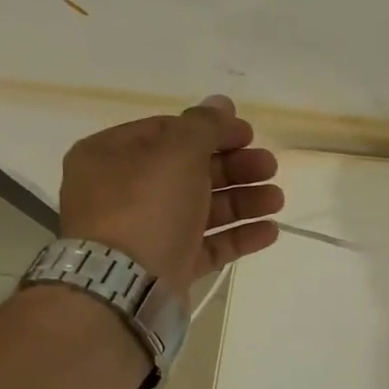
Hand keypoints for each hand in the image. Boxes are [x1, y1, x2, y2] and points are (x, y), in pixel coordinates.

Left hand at [58, 96, 281, 299]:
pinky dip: (237, 236)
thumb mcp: (177, 153)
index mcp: (111, 156)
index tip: (249, 135)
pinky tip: (269, 231)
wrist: (125, 286)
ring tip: (277, 200)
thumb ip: (204, 126)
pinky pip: (207, 245)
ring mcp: (147, 232)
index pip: (167, 132)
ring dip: (243, 201)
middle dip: (235, 168)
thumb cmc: (146, 207)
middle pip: (189, 171)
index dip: (212, 130)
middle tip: (270, 166)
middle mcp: (124, 192)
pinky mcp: (168, 266)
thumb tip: (221, 102)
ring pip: (203, 209)